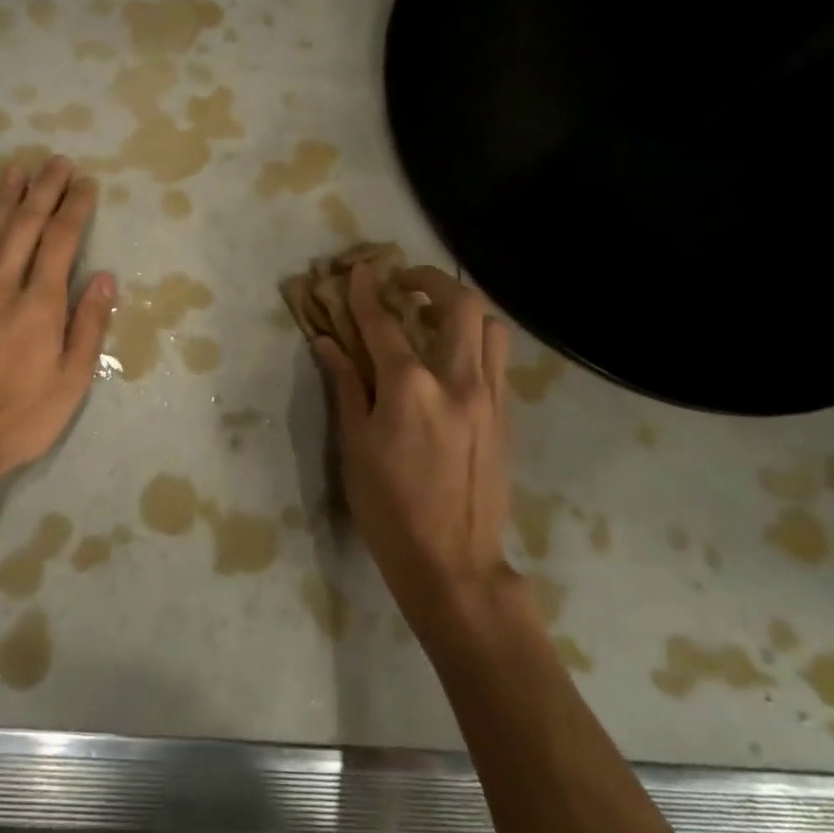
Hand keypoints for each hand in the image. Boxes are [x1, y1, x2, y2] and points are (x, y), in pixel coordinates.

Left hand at [0, 156, 114, 502]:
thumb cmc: (19, 418)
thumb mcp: (71, 381)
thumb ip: (87, 325)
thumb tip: (104, 277)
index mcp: (40, 306)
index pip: (61, 242)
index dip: (74, 208)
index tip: (85, 184)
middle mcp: (2, 288)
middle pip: (25, 226)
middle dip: (43, 191)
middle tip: (56, 162)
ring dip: (5, 198)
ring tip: (18, 170)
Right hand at [312, 263, 515, 629]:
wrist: (453, 562)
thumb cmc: (389, 507)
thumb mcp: (354, 446)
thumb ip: (346, 386)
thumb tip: (327, 343)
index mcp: (410, 388)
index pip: (384, 323)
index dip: (367, 292)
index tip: (358, 270)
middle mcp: (457, 380)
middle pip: (458, 305)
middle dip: (430, 281)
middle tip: (405, 282)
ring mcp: (489, 397)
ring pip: (490, 327)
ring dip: (461, 309)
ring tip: (434, 318)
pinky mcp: (505, 416)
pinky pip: (497, 359)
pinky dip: (476, 341)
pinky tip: (452, 358)